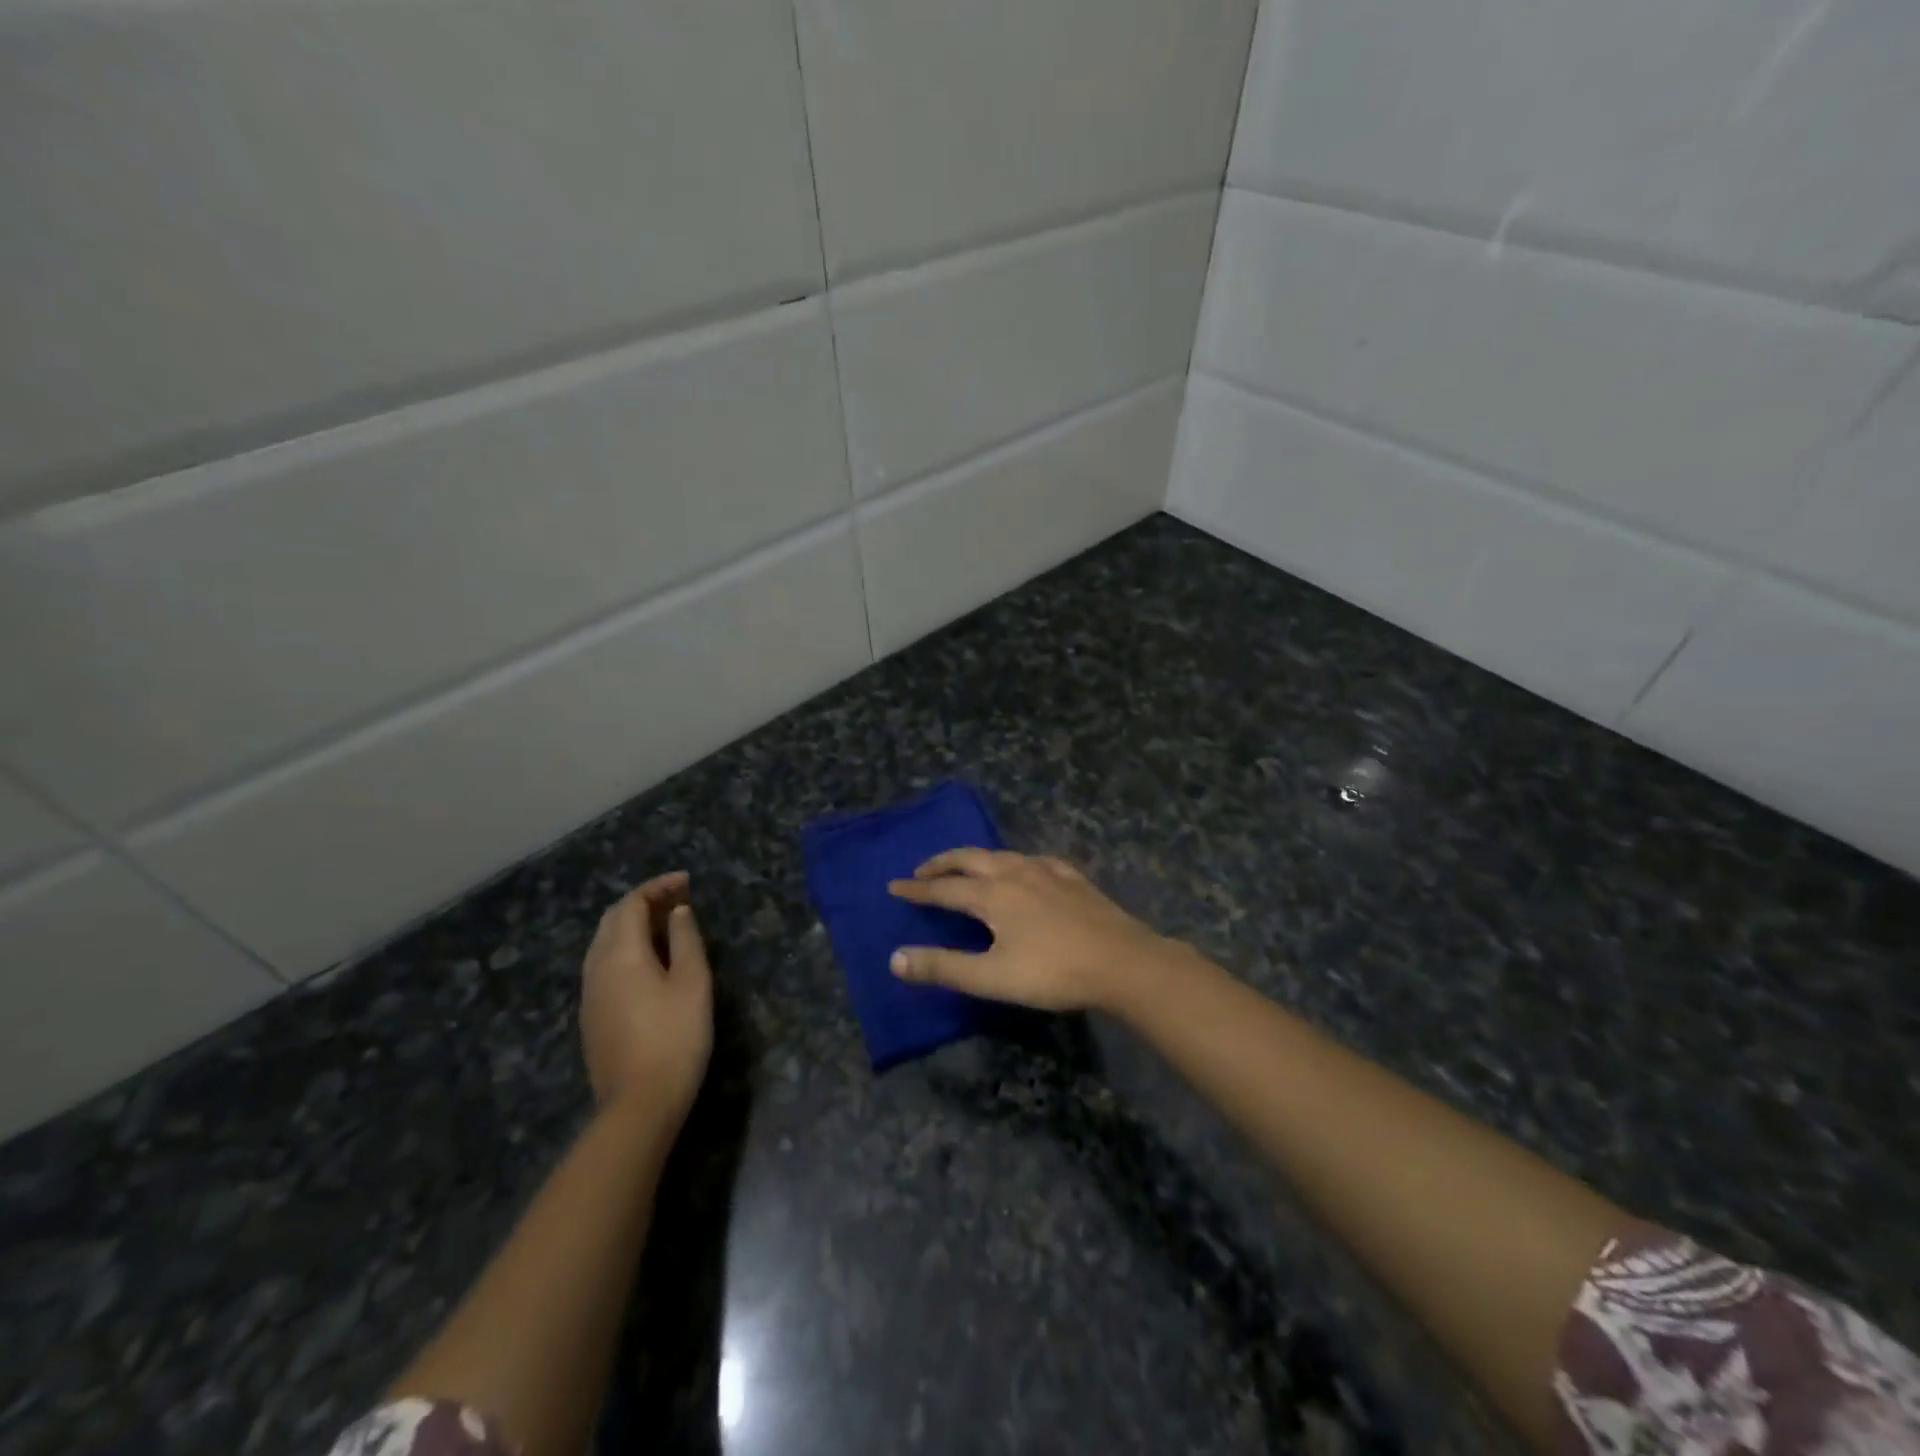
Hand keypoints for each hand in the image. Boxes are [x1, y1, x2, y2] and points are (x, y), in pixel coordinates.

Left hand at [581, 871, 712, 1121]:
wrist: (639, 1104)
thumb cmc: (675, 1038)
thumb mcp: (693, 983)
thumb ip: (685, 940)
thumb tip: (678, 911)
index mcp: (622, 954)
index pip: (632, 903)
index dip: (658, 886)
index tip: (687, 882)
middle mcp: (597, 967)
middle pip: (612, 919)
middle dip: (643, 901)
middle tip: (679, 899)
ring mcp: (589, 994)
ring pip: (604, 942)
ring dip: (632, 924)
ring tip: (666, 925)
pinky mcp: (591, 1016)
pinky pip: (603, 965)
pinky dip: (625, 947)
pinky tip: (649, 961)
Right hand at [887, 850, 1171, 1011]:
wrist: (1122, 961)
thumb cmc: (1053, 972)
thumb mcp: (991, 977)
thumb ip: (943, 967)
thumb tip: (895, 958)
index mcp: (992, 895)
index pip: (943, 889)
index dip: (917, 890)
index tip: (894, 886)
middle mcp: (1014, 873)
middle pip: (969, 859)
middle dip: (942, 864)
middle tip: (922, 871)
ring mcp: (1047, 871)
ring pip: (1002, 855)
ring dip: (976, 859)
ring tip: (967, 867)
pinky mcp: (1072, 877)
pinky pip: (1035, 860)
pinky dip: (1015, 862)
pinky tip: (1026, 869)